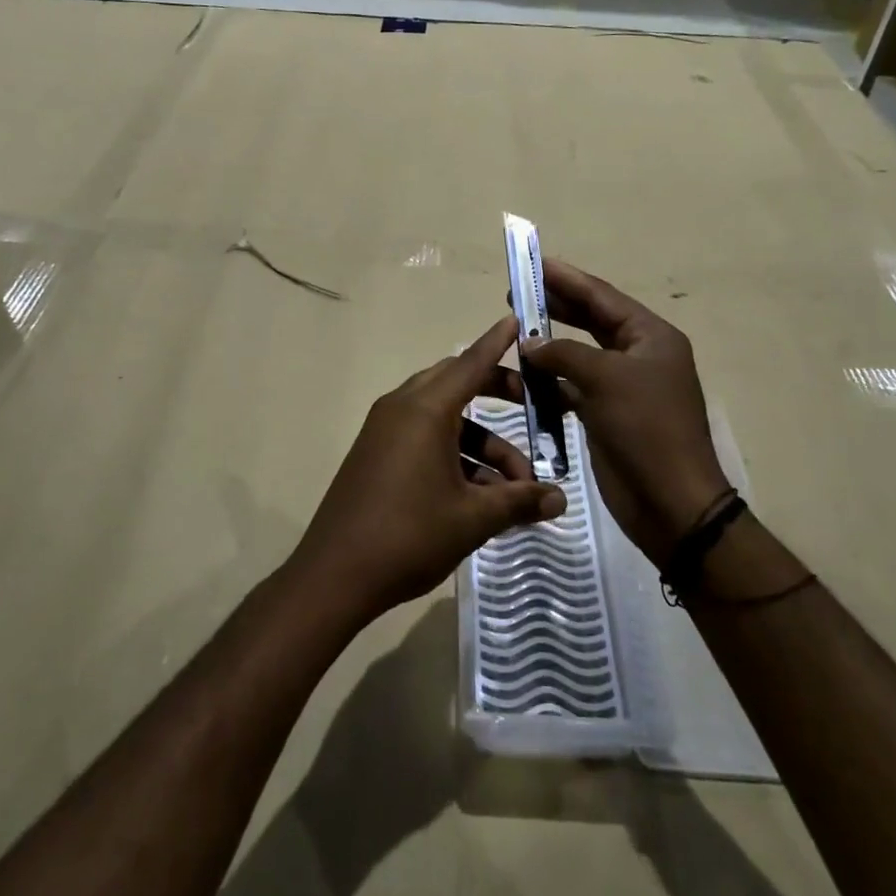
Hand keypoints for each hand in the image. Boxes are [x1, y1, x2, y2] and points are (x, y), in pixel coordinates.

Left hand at [291, 315, 567, 622]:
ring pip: (444, 419)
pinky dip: (454, 454)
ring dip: (481, 443)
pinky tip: (481, 497)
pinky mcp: (376, 454)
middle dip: (497, 394)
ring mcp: (385, 430)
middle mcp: (402, 408)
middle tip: (534, 407)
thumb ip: (519, 501)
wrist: (334, 575)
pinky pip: (424, 438)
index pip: (471, 363)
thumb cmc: (408, 535)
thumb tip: (561, 500)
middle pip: (457, 384)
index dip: (497, 343)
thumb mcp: (472, 518)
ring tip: (515, 487)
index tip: (517, 320)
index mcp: (425, 409)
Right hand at [523, 260, 730, 563]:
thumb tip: (529, 342)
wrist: (671, 502)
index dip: (567, 278)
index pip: (602, 297)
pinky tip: (522, 378)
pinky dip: (549, 382)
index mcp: (651, 337)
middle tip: (516, 294)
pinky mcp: (607, 415)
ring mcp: (623, 387)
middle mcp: (639, 356)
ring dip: (548, 346)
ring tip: (514, 332)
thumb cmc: (646, 428)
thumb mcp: (605, 379)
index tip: (534, 263)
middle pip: (591, 320)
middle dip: (555, 306)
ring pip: (579, 355)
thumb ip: (563, 352)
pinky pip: (573, 387)